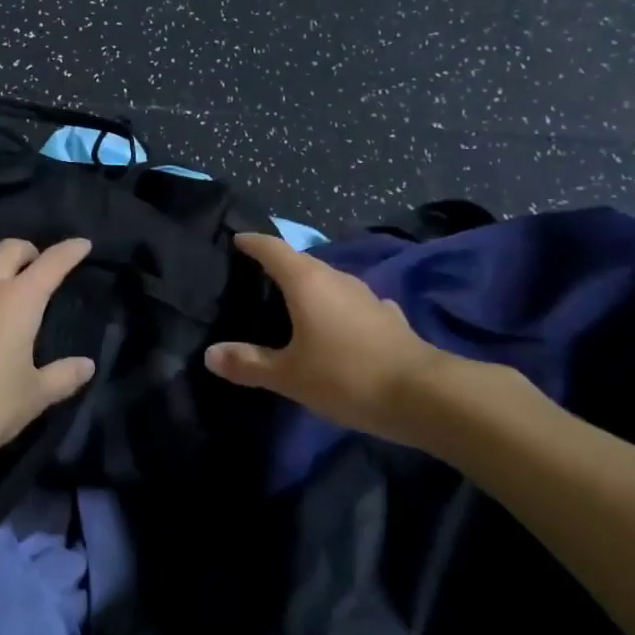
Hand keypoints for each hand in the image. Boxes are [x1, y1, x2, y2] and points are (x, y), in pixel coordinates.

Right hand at [205, 233, 467, 440]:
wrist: (424, 395)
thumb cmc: (346, 376)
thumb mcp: (289, 376)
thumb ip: (249, 363)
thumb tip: (210, 354)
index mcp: (306, 282)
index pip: (272, 249)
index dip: (253, 242)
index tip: (237, 239)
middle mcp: (336, 279)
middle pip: (301, 261)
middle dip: (279, 264)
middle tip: (256, 275)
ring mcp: (366, 296)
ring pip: (329, 281)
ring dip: (310, 286)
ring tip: (292, 301)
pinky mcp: (388, 317)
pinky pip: (352, 303)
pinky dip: (338, 308)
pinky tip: (338, 325)